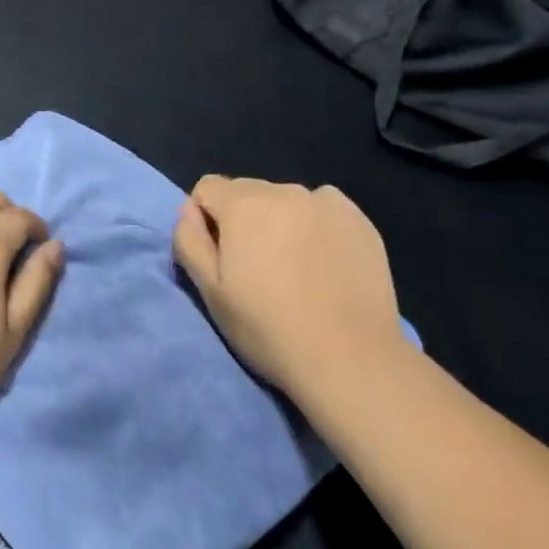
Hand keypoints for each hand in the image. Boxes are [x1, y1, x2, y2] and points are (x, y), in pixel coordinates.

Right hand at [174, 176, 408, 406]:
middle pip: (247, 192)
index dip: (206, 219)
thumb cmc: (269, 328)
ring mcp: (325, 202)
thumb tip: (189, 210)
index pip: (207, 188)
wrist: (351, 360)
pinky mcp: (359, 220)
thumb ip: (189, 239)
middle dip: (244, 219)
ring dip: (280, 221)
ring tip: (296, 268)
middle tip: (258, 268)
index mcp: (242, 203)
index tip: (221, 257)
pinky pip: (324, 208)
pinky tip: (326, 260)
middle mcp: (283, 190)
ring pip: (286, 200)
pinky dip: (317, 224)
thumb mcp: (210, 291)